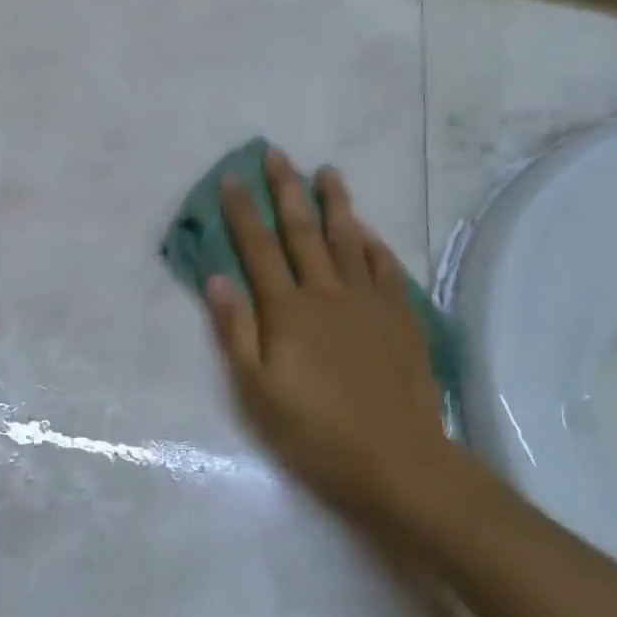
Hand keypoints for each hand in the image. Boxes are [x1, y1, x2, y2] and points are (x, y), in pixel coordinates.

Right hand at [205, 149, 450, 525]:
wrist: (397, 461)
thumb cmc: (315, 431)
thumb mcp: (257, 390)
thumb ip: (235, 331)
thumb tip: (216, 278)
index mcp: (288, 310)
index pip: (258, 248)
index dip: (243, 212)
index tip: (232, 177)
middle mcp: (327, 293)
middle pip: (302, 231)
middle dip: (286, 189)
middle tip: (278, 154)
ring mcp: (368, 302)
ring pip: (348, 240)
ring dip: (335, 203)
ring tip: (328, 172)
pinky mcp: (400, 318)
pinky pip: (386, 269)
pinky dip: (376, 246)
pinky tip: (369, 232)